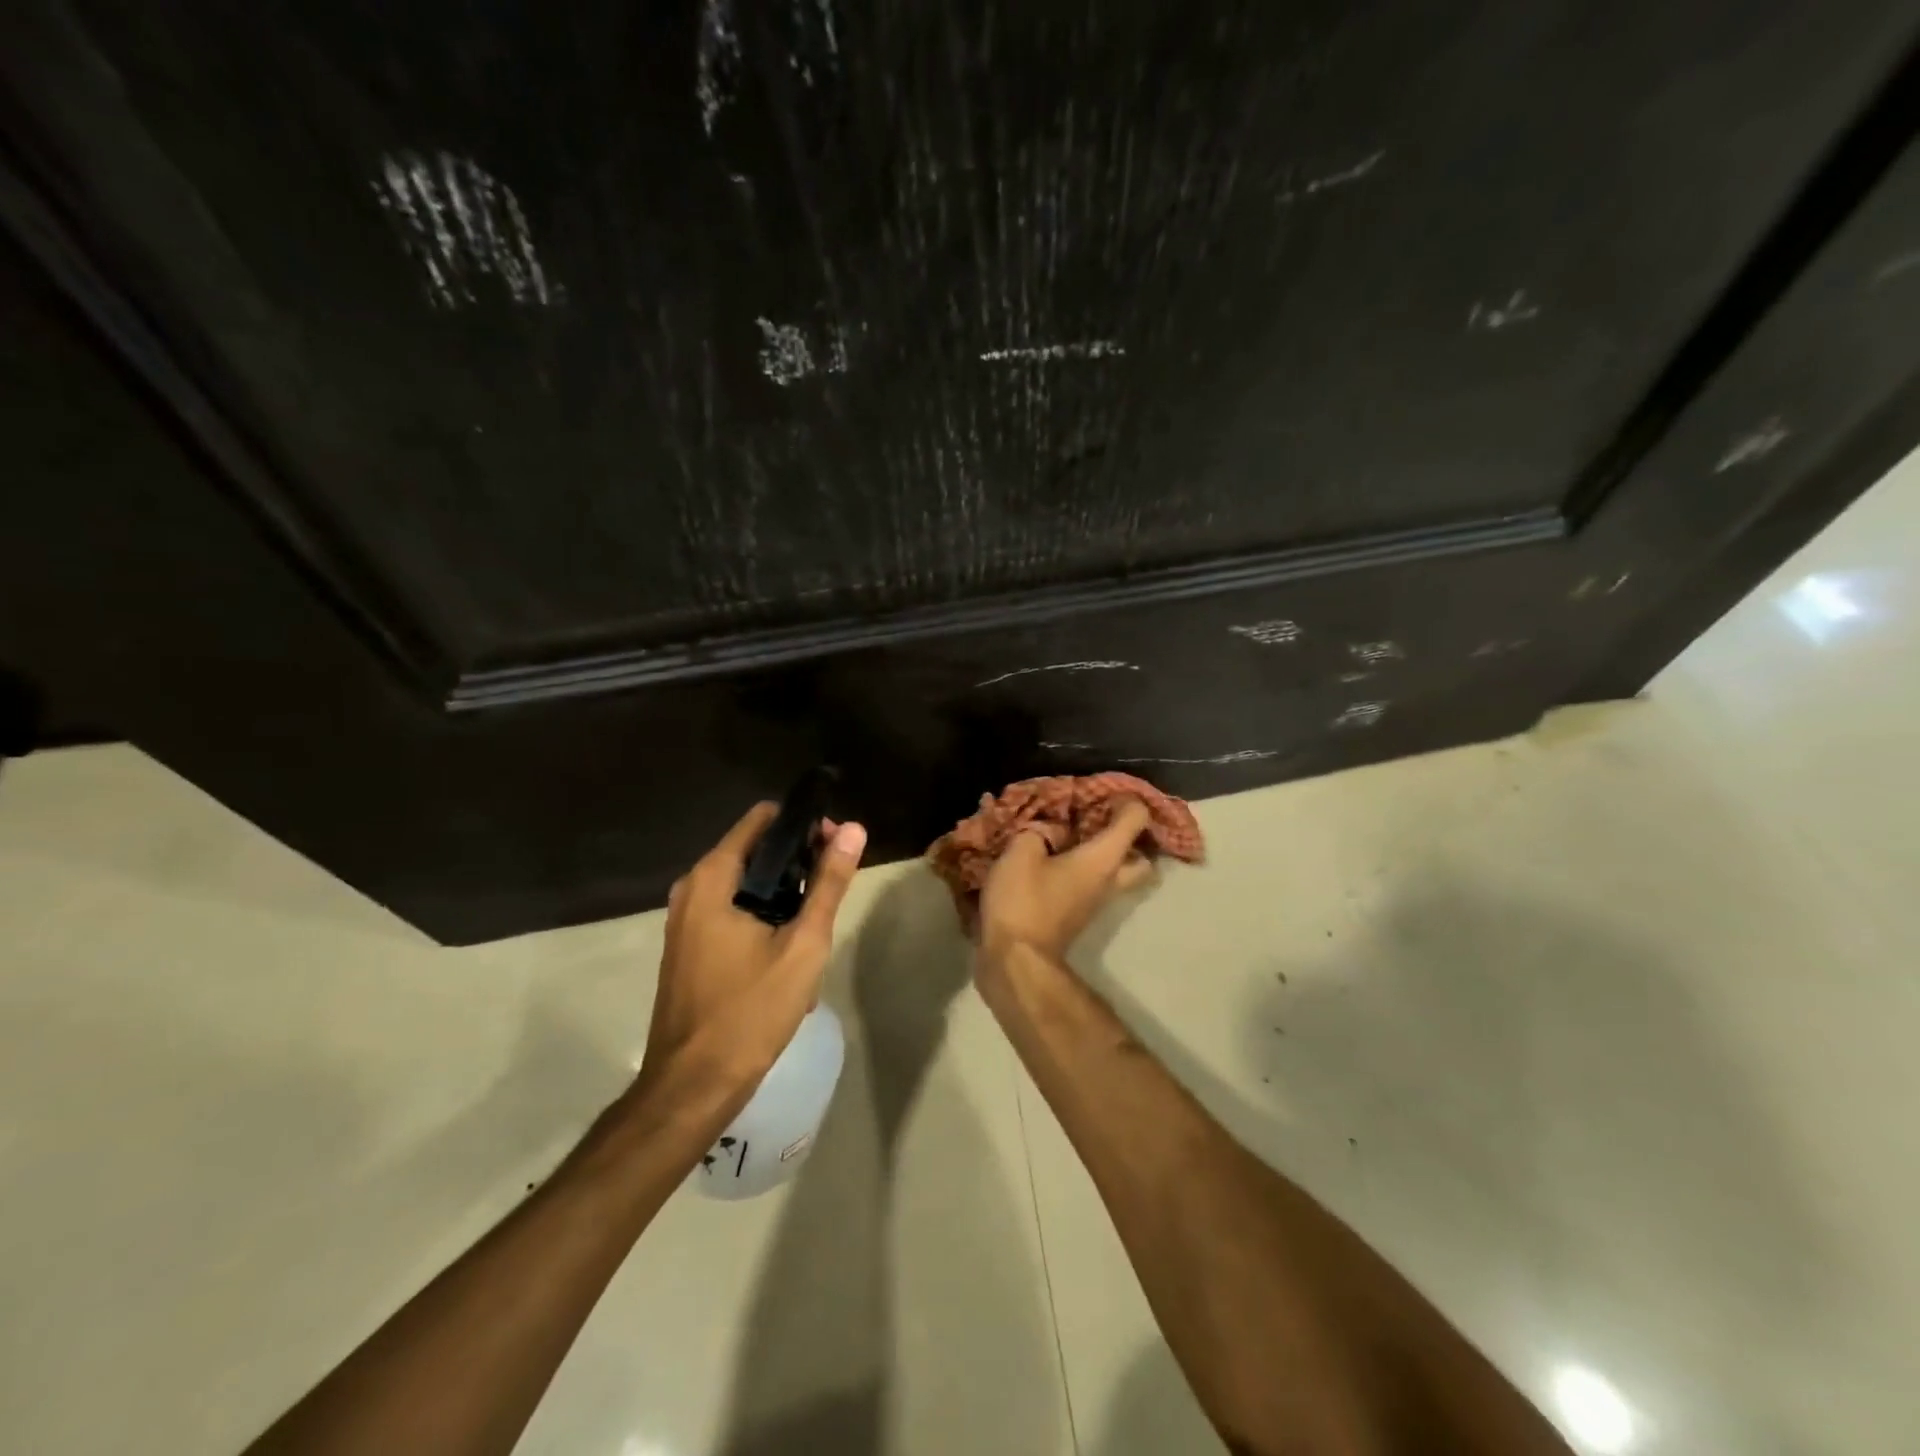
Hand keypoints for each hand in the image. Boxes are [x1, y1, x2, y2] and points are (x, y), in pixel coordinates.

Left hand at [639, 802, 866, 1109]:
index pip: (763, 819)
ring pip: (747, 885)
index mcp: (713, 877)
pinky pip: (733, 911)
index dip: (804, 825)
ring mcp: (686, 919)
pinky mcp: (689, 946)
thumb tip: (853, 828)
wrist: (693, 1085)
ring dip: (785, 896)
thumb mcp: (803, 944)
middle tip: (833, 890)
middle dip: (799, 863)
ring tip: (817, 926)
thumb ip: (829, 883)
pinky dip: (764, 918)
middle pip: (756, 851)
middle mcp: (692, 888)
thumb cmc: (750, 1010)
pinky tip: (789, 953)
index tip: (836, 845)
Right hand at [976, 796, 1155, 965]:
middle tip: (1100, 821)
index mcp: (1103, 858)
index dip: (1125, 800)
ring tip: (1070, 836)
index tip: (1103, 792)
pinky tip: (1050, 859)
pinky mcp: (1077, 916)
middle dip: (1128, 838)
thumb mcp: (1021, 851)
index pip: (1135, 820)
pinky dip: (1080, 870)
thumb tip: (1048, 831)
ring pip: (1116, 874)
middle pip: (1141, 858)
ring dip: (1102, 855)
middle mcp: (1109, 880)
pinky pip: (1091, 885)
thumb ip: (1037, 831)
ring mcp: (1095, 903)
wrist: (1015, 960)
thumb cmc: (1023, 900)